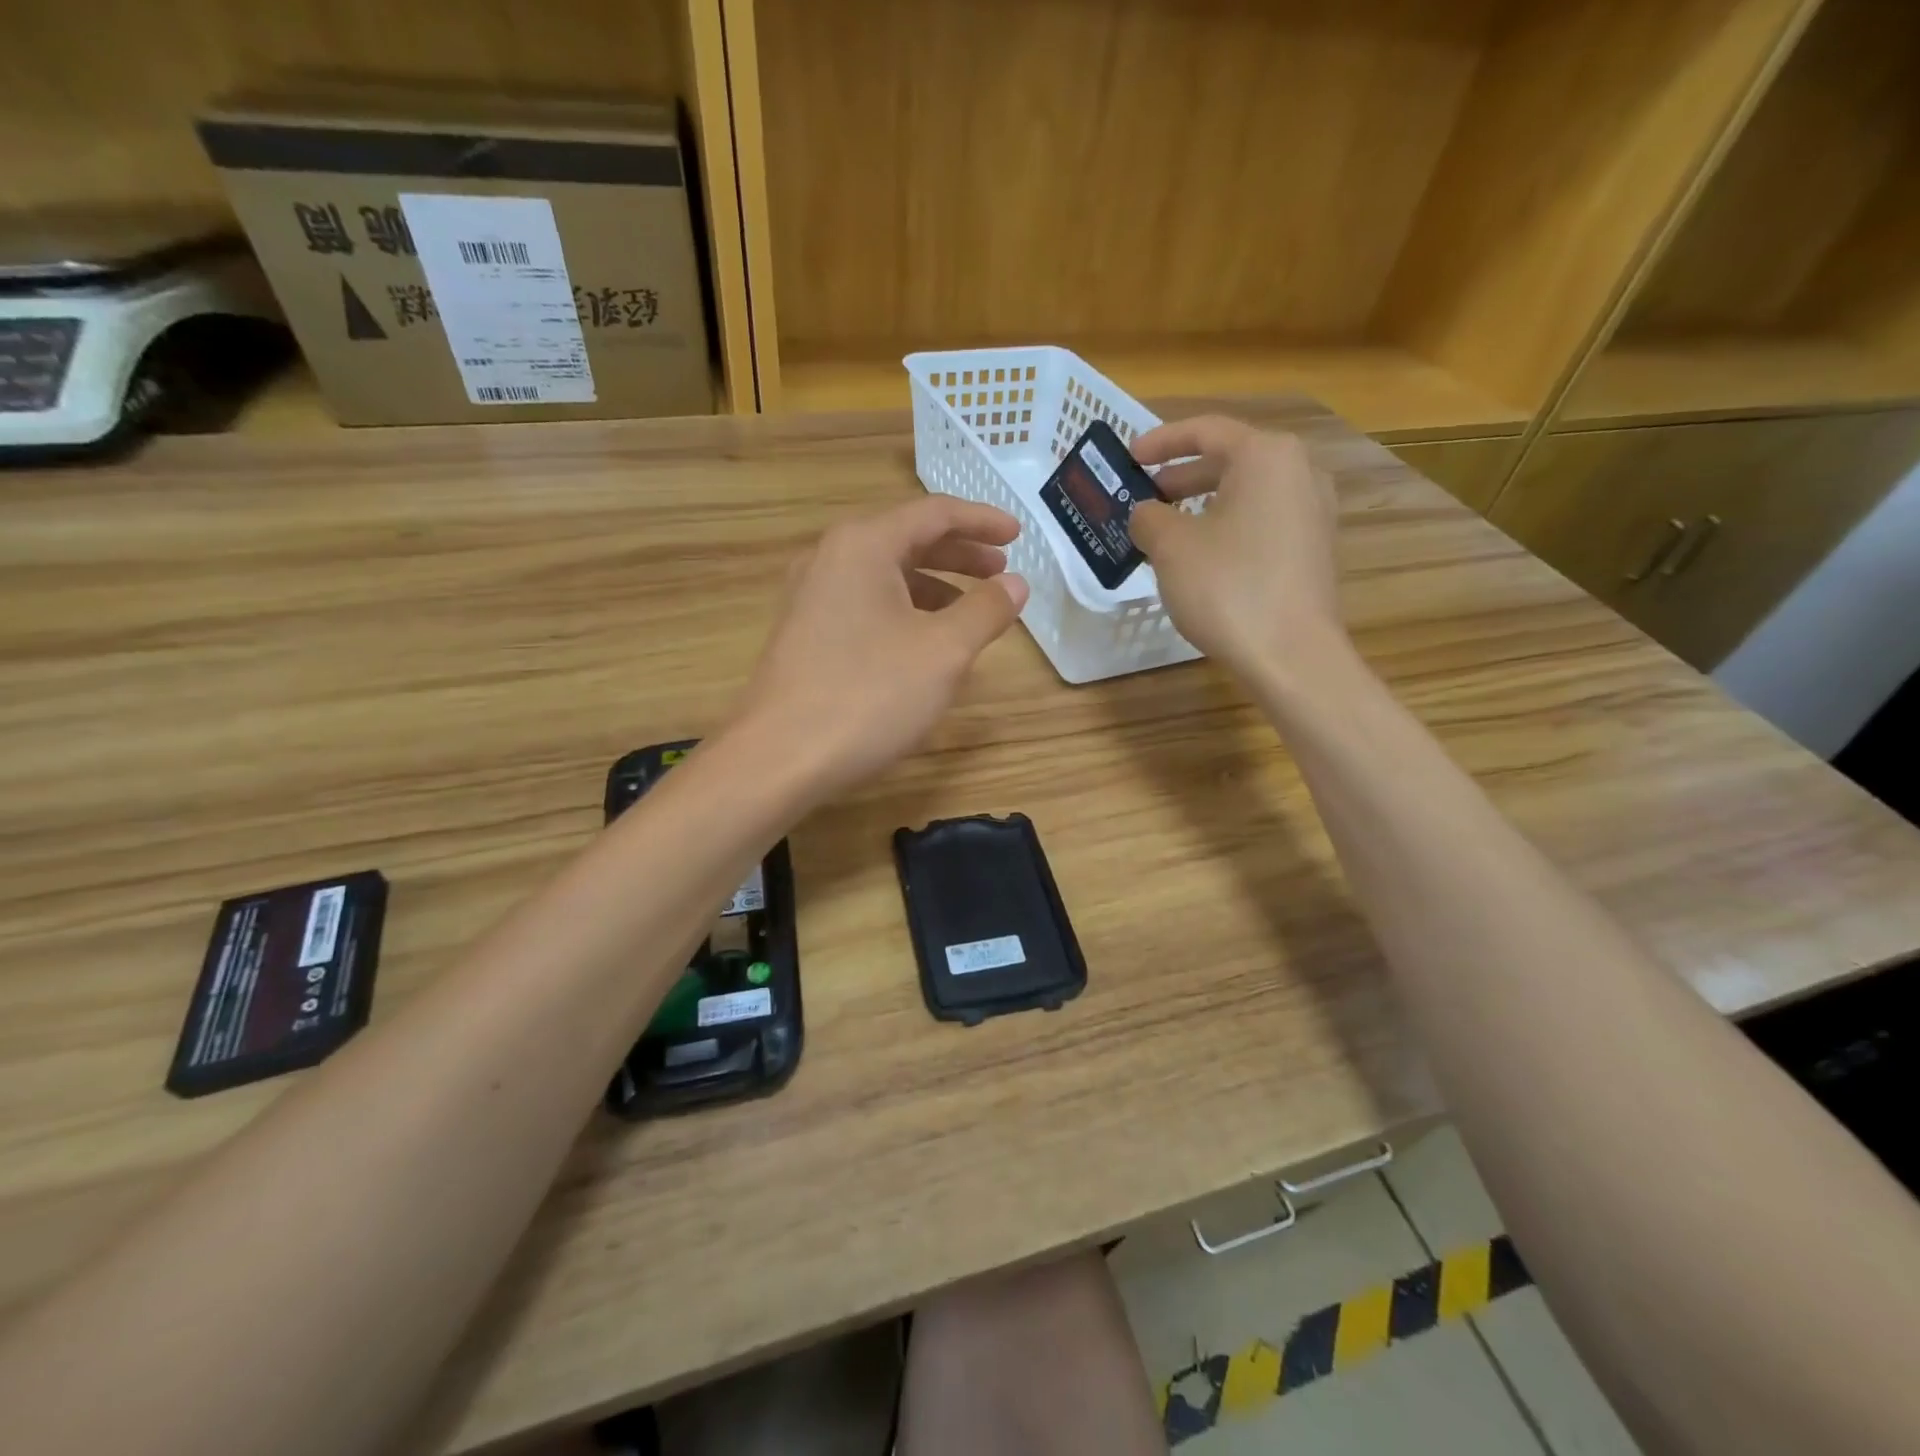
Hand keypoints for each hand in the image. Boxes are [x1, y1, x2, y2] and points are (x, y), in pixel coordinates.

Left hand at [732, 496, 1029, 798]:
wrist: (778, 759)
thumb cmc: (868, 696)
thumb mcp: (943, 652)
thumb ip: (985, 610)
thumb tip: (1015, 584)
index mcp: (863, 545)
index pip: (934, 513)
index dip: (982, 521)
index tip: (1019, 536)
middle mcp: (831, 559)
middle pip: (907, 539)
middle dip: (960, 554)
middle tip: (1001, 572)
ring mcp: (811, 597)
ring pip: (885, 576)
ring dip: (934, 586)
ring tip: (971, 612)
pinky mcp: (805, 634)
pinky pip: (866, 605)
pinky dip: (905, 612)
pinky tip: (925, 644)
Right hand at [1128, 415, 1346, 676]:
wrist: (1291, 655)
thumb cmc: (1228, 588)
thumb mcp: (1171, 547)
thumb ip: (1149, 517)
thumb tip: (1146, 513)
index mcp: (1266, 456)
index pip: (1206, 431)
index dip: (1161, 441)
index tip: (1130, 457)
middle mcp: (1299, 472)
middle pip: (1230, 460)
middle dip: (1182, 476)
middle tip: (1144, 495)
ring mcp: (1312, 512)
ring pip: (1246, 493)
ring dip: (1202, 504)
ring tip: (1167, 528)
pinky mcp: (1313, 549)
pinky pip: (1262, 521)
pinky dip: (1227, 526)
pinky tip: (1201, 556)